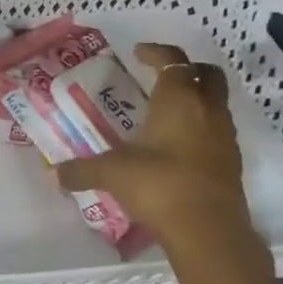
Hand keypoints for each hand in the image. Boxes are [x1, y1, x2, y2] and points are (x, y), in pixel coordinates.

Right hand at [55, 42, 253, 249]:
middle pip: (208, 74)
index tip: (138, 52)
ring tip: (165, 111)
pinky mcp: (231, 161)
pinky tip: (175, 144)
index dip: (156, 52)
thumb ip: (80, 170)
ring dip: (196, 98)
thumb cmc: (159, 185)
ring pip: (216, 102)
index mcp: (178, 100)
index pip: (172, 61)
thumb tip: (51, 174)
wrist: (209, 231)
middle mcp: (207, 110)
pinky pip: (217, 129)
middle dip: (187, 68)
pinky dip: (200, 126)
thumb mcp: (112, 174)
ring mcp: (224, 136)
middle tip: (160, 75)